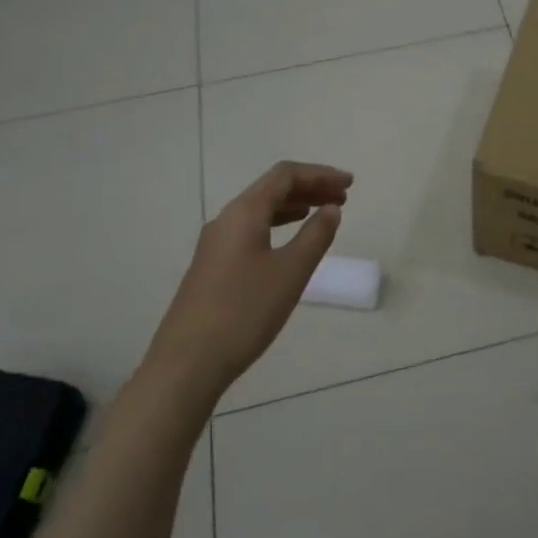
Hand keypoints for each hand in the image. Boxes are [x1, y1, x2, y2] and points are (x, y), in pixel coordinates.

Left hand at [145, 161, 351, 403]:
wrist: (187, 363)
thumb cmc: (244, 311)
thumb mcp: (290, 272)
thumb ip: (315, 236)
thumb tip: (331, 209)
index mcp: (244, 213)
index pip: (285, 175)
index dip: (320, 173)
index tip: (350, 184)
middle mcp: (226, 220)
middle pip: (272, 189)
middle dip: (310, 187)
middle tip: (343, 197)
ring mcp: (215, 245)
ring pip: (260, 211)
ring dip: (295, 206)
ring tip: (323, 214)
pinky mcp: (213, 267)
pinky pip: (251, 230)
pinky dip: (278, 226)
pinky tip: (290, 243)